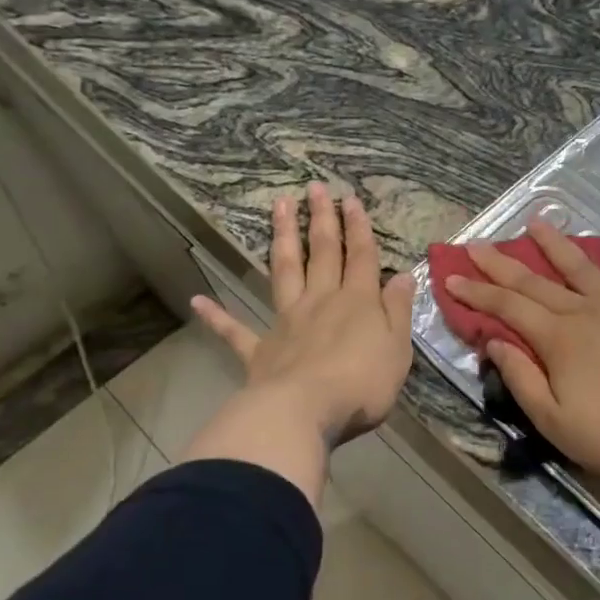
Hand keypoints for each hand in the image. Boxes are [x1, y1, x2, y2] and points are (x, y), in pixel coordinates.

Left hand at [191, 184, 415, 445]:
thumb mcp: (397, 348)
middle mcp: (321, 301)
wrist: (305, 412)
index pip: (360, 256)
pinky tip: (197, 301)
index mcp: (357, 302)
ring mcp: (287, 322)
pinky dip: (217, 317)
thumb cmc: (361, 383)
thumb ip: (398, 311)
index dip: (358, 227)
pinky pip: (235, 331)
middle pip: (322, 253)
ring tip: (278, 206)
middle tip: (314, 187)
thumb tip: (402, 275)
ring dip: (282, 238)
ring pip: (285, 271)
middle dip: (321, 219)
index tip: (350, 199)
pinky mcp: (260, 350)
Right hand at [445, 221, 599, 494]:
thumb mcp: (553, 421)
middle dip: (502, 263)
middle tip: (478, 244)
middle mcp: (587, 311)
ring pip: (585, 267)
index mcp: (559, 338)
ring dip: (558, 244)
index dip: (477, 292)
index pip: (508, 307)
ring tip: (537, 222)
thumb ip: (521, 378)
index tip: (452, 275)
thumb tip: (493, 340)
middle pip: (537, 282)